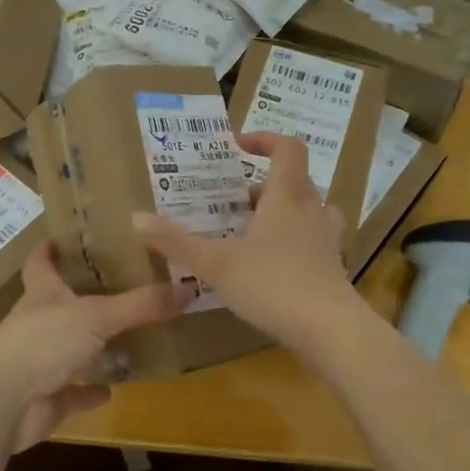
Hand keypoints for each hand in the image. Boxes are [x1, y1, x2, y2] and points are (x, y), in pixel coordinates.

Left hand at [0, 240, 191, 451]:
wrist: (0, 402)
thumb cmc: (42, 342)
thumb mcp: (97, 315)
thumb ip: (141, 304)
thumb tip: (189, 289)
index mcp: (43, 294)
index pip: (42, 261)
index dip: (52, 247)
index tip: (68, 235)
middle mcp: (37, 324)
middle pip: (59, 303)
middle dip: (83, 295)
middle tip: (121, 283)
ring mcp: (39, 363)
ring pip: (68, 348)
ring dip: (91, 345)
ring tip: (126, 334)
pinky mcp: (45, 398)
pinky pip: (72, 392)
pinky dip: (89, 391)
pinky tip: (111, 388)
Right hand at [135, 131, 368, 352]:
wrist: (330, 330)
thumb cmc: (273, 285)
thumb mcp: (216, 263)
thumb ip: (176, 242)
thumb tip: (136, 218)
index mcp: (287, 197)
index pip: (288, 149)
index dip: (265, 140)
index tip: (239, 147)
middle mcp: (312, 211)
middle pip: (295, 181)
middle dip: (263, 185)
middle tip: (233, 201)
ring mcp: (327, 241)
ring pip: (308, 212)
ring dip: (283, 213)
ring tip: (254, 230)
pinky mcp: (333, 268)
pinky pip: (313, 241)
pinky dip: (294, 242)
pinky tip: (272, 266)